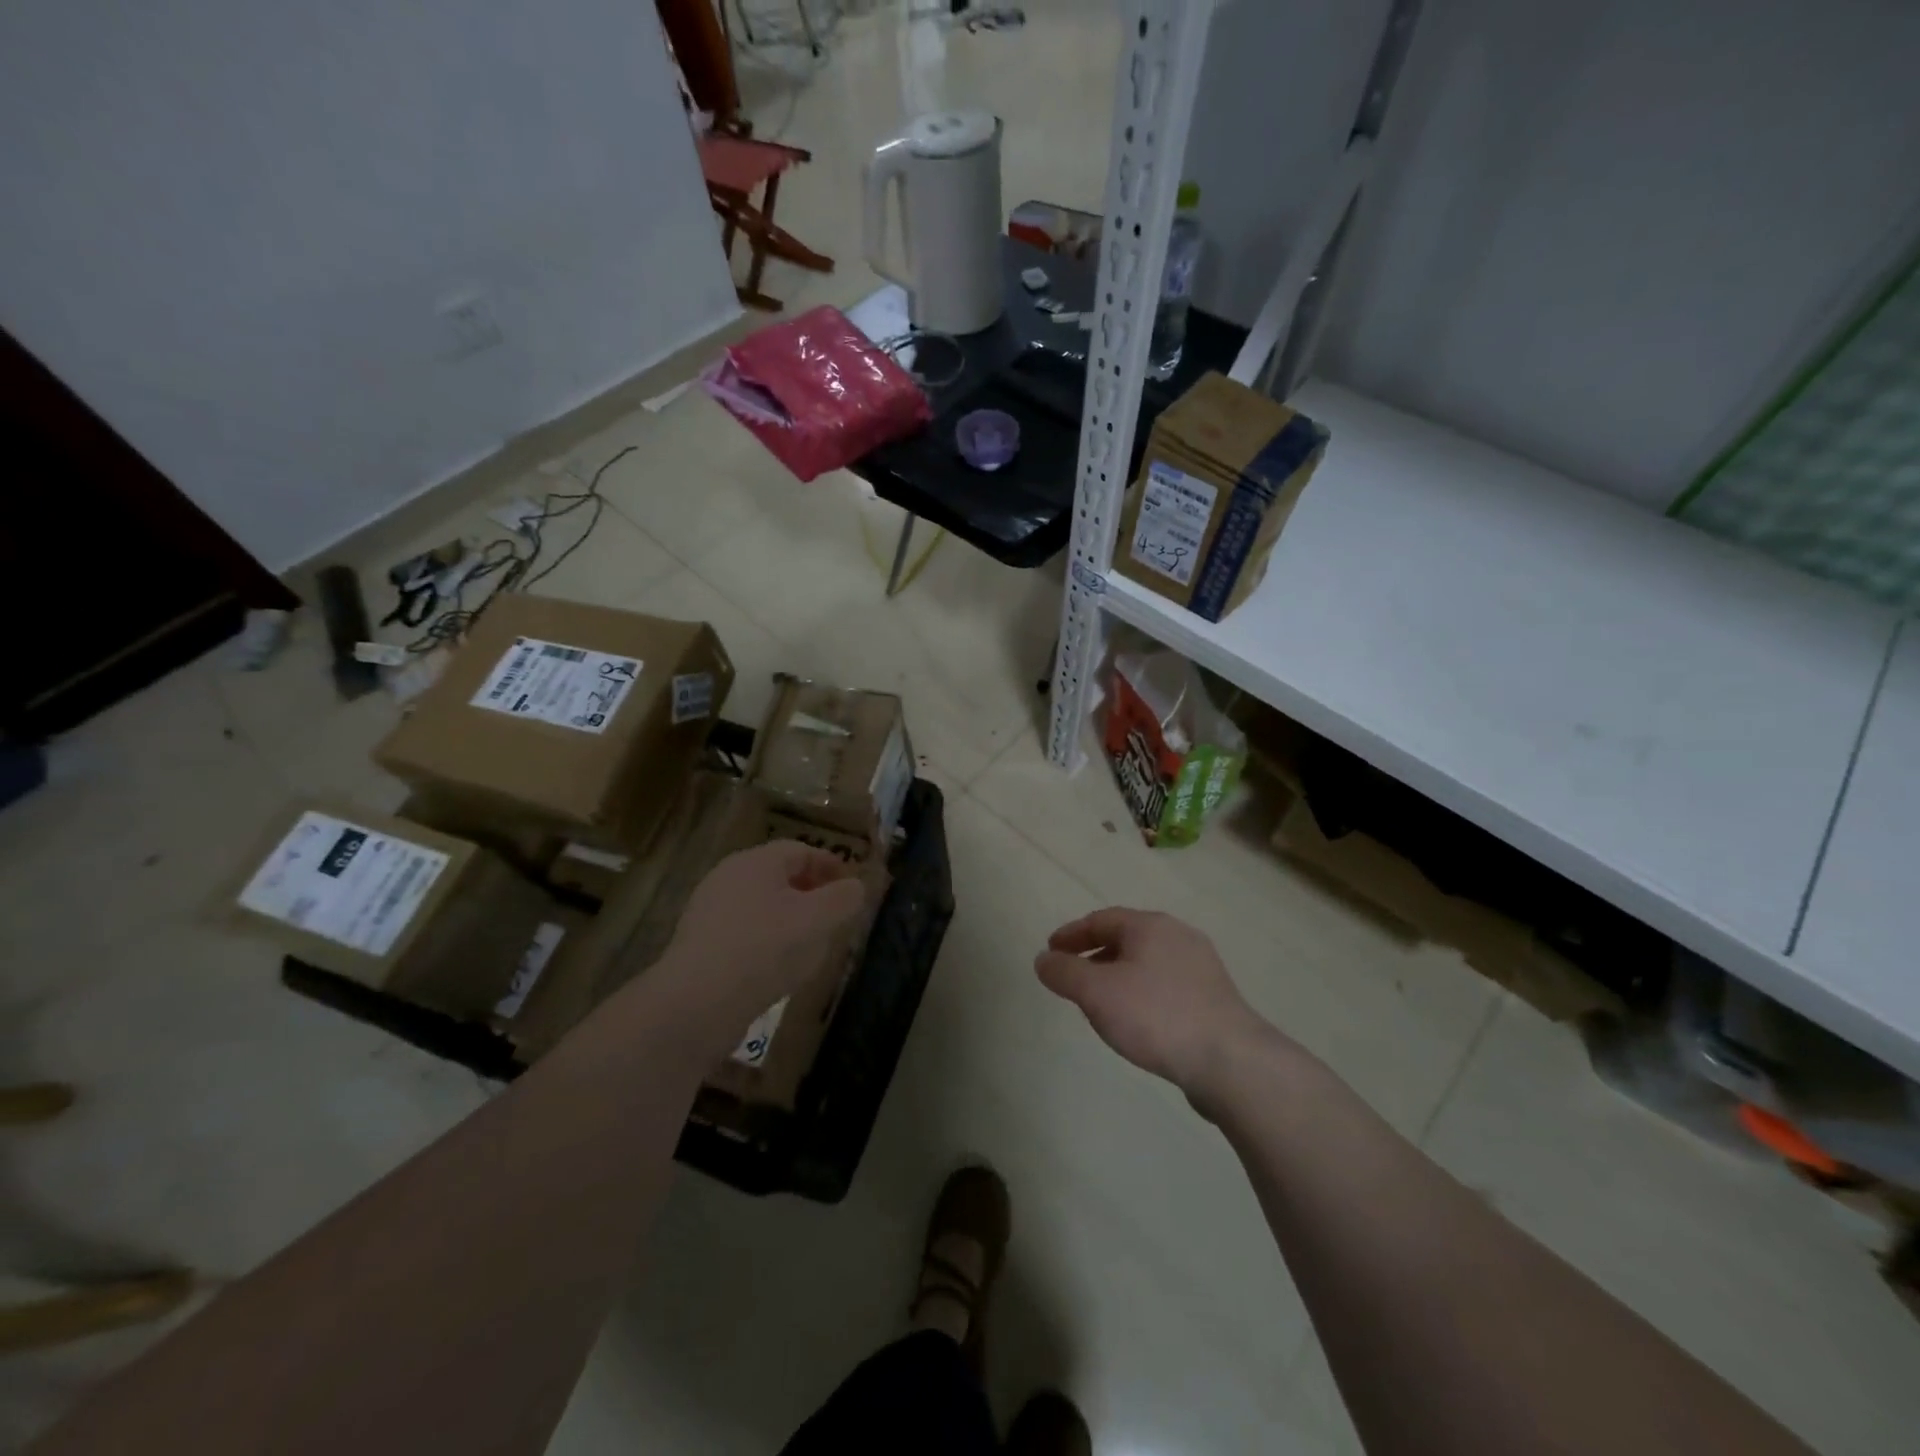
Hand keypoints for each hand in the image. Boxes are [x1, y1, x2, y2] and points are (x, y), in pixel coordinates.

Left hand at [663, 840, 866, 1036]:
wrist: (696, 1003)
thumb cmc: (765, 949)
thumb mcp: (818, 921)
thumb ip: (844, 899)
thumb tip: (856, 887)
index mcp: (756, 862)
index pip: (801, 850)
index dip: (831, 865)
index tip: (852, 887)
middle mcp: (728, 878)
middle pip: (779, 876)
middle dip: (811, 892)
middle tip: (835, 915)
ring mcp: (709, 912)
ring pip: (761, 906)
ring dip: (790, 919)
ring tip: (812, 945)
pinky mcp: (699, 945)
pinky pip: (744, 933)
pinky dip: (768, 941)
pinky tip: (779, 968)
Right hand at [1035, 908, 1276, 1101]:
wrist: (1231, 1061)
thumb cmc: (1156, 1016)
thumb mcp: (1096, 993)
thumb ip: (1064, 972)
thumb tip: (1043, 959)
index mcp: (1150, 926)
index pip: (1101, 919)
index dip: (1071, 934)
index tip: (1050, 951)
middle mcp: (1178, 937)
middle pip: (1126, 938)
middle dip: (1095, 954)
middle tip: (1072, 976)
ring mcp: (1202, 967)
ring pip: (1147, 962)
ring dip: (1119, 975)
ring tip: (1101, 1002)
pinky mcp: (1215, 999)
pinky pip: (1166, 985)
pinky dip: (1142, 993)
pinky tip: (1138, 1021)